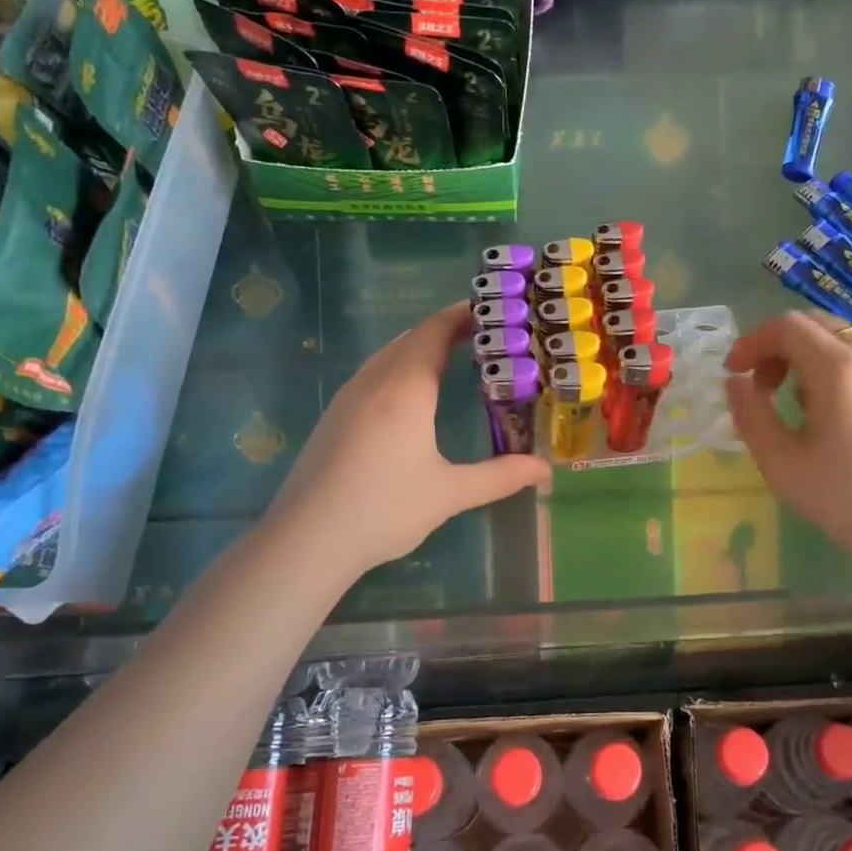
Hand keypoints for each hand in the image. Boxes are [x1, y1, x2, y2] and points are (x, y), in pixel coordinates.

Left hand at [271, 302, 549, 571]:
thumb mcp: (450, 494)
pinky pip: (373, 373)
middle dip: (446, 329)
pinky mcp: (333, 416)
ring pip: (388, 354)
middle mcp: (374, 381)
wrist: (306, 539)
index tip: (493, 311)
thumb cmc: (384, 509)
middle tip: (485, 336)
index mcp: (405, 389)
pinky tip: (410, 395)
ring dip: (420, 347)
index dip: (463, 315)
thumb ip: (501, 476)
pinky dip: (400, 367)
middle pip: (412, 337)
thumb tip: (545, 470)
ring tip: (453, 358)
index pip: (435, 332)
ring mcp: (348, 397)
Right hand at [725, 312, 851, 561]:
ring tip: (793, 404)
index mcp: (838, 368)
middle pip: (815, 324)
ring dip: (805, 357)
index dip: (752, 342)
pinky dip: (833, 369)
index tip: (734, 373)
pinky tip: (830, 416)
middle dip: (777, 346)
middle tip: (760, 385)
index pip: (786, 325)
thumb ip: (749, 413)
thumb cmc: (845, 499)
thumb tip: (736, 381)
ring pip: (840, 340)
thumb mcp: (780, 461)